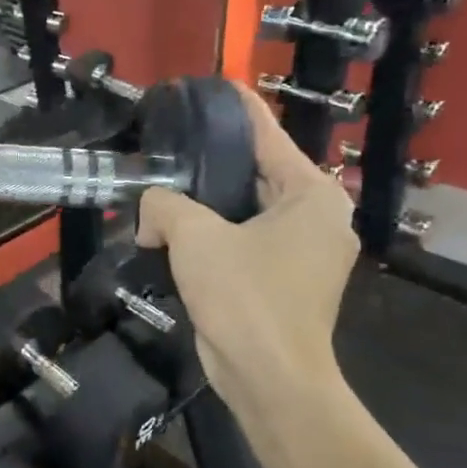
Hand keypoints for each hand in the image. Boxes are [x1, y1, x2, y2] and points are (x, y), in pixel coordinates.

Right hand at [137, 87, 357, 418]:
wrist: (270, 381)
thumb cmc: (246, 298)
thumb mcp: (196, 238)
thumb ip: (165, 205)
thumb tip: (149, 210)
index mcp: (313, 195)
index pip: (269, 136)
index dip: (238, 109)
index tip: (211, 86)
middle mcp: (317, 218)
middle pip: (258, 173)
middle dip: (213, 162)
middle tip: (172, 143)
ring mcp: (303, 253)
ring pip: (247, 211)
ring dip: (207, 204)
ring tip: (164, 185)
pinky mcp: (284, 282)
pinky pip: (245, 242)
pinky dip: (214, 235)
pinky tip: (173, 231)